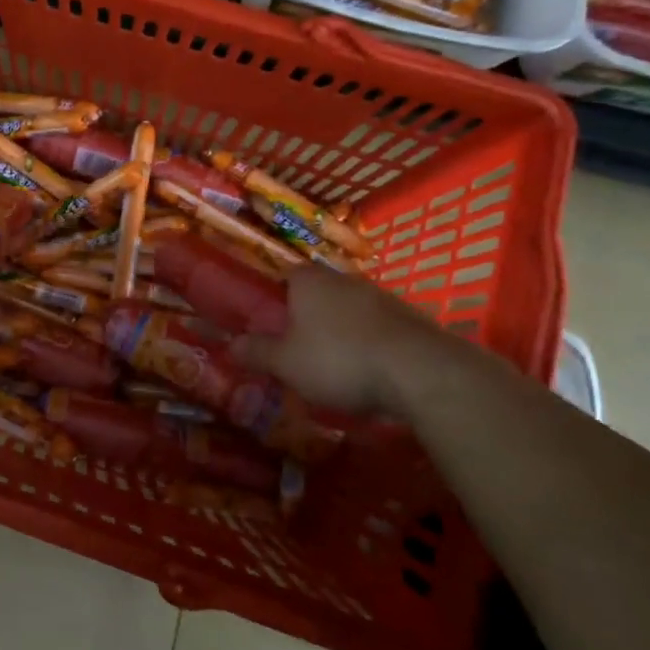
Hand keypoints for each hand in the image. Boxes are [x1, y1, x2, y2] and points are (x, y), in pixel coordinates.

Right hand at [234, 267, 466, 417]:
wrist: (419, 372)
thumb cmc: (338, 359)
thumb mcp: (286, 363)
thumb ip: (257, 352)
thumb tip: (230, 345)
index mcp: (308, 281)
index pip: (284, 277)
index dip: (275, 300)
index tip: (270, 326)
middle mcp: (343, 279)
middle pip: (317, 294)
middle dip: (307, 318)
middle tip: (297, 350)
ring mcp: (380, 296)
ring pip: (348, 311)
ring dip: (340, 332)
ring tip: (332, 366)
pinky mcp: (409, 319)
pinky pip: (376, 328)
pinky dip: (368, 344)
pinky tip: (367, 371)